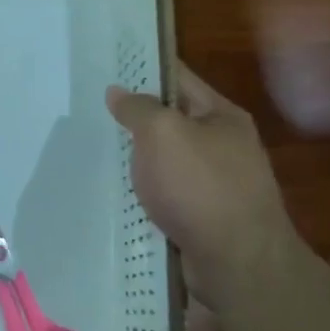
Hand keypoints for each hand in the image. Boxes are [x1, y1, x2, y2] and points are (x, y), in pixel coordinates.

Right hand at [106, 62, 294, 305]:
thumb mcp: (163, 133)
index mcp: (223, 116)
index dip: (145, 69)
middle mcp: (225, 146)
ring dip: (139, 160)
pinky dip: (146, 194)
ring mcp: (217, 184)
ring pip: (167, 161)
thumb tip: (118, 92)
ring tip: (97, 154)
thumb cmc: (200, 187)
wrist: (237, 264)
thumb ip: (138, 108)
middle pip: (173, 121)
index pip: (179, 78)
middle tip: (92, 112)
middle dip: (136, 118)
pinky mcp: (205, 218)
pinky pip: (168, 195)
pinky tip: (119, 195)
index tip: (109, 66)